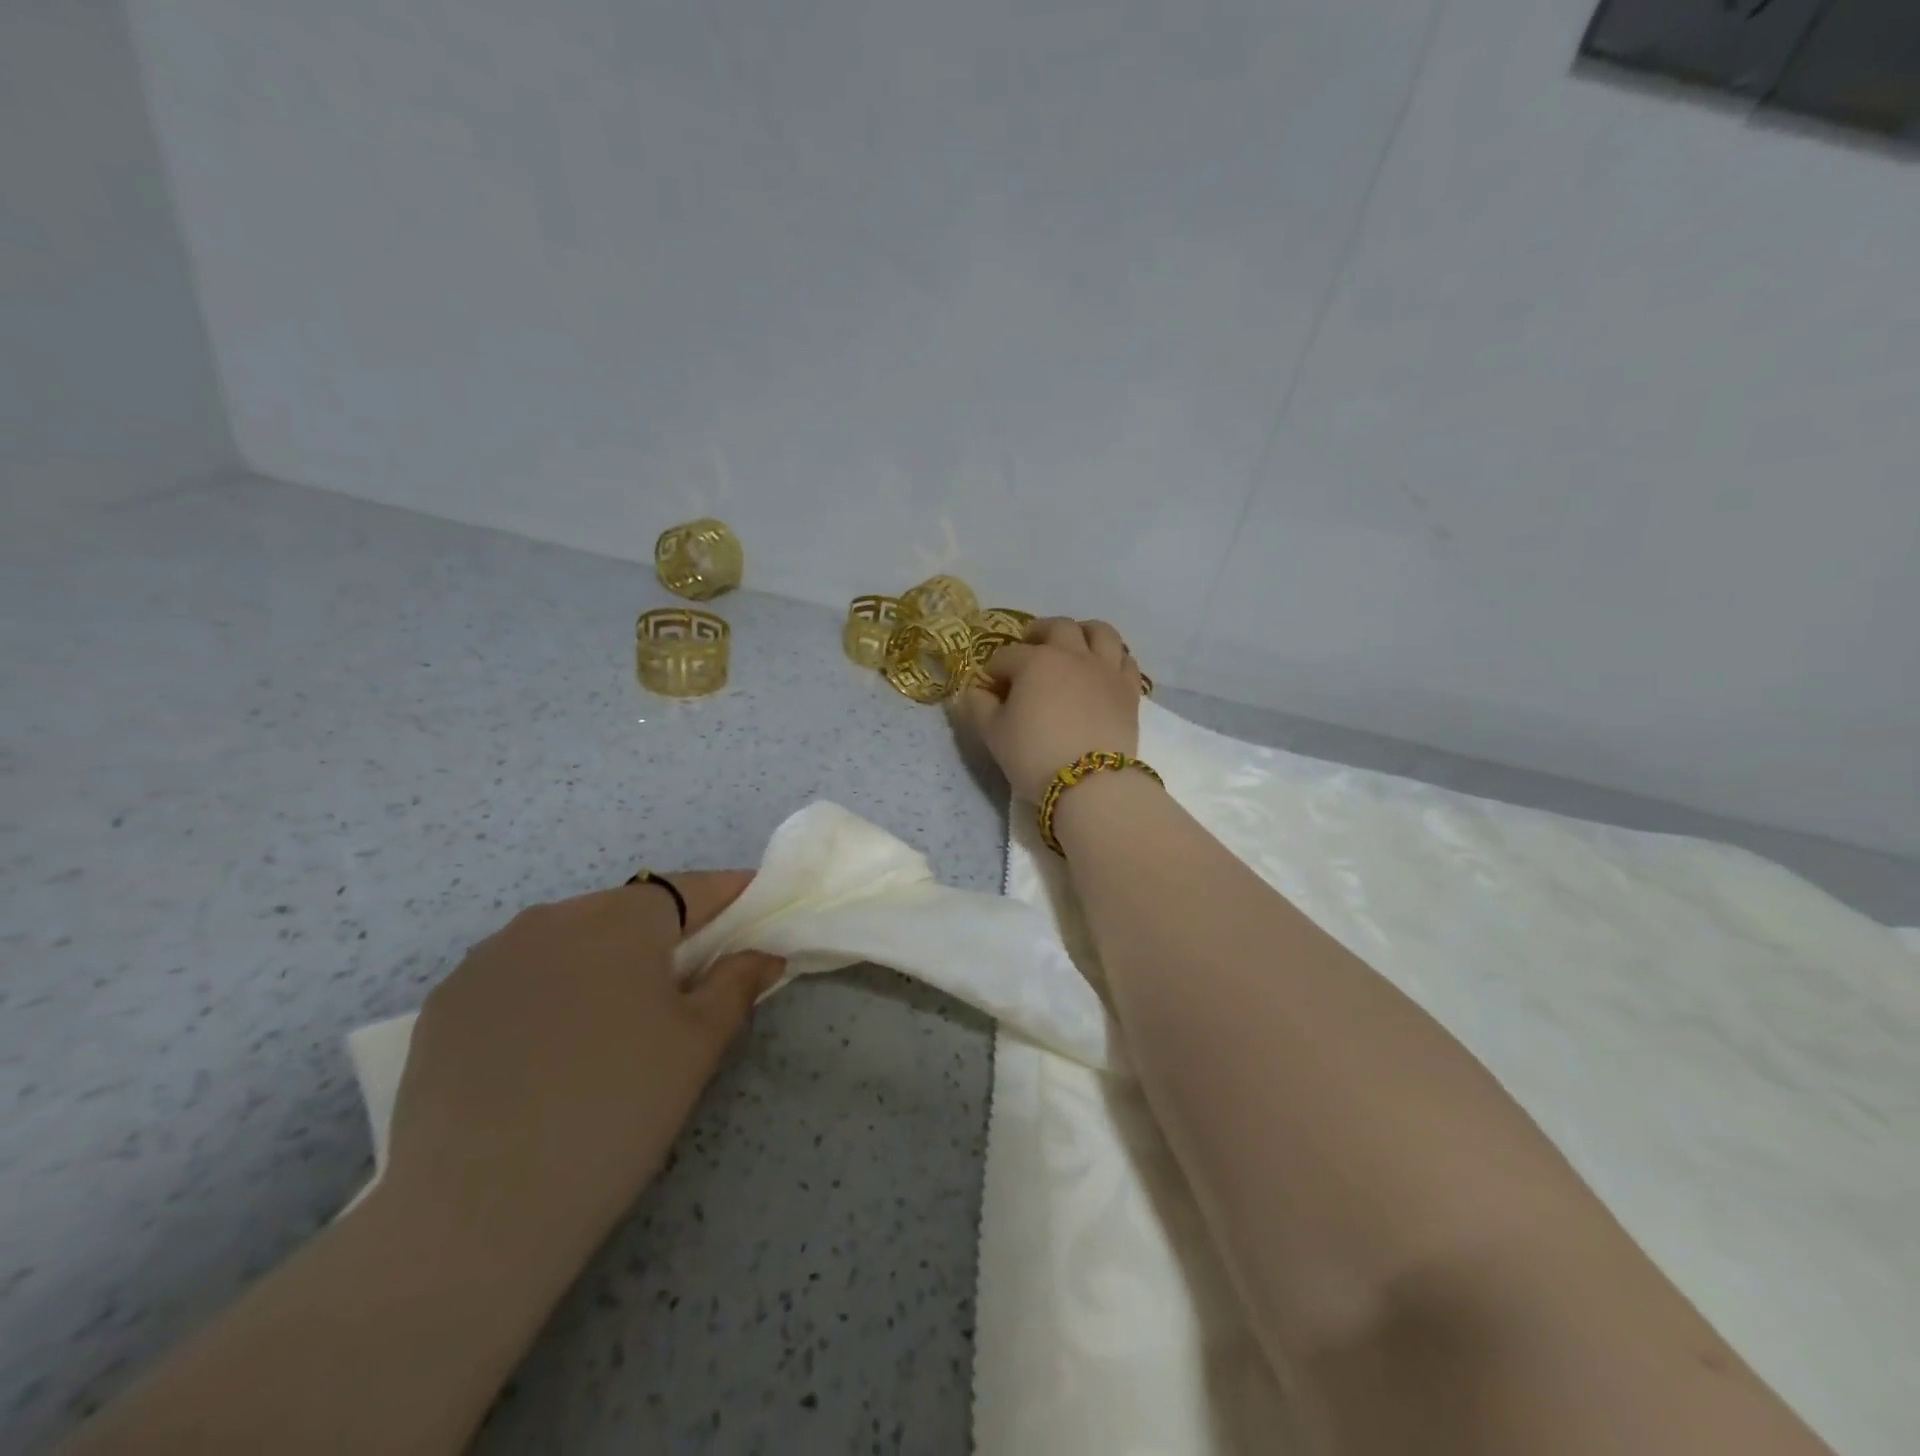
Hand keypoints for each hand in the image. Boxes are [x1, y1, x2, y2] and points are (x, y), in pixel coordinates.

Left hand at [383, 872, 783, 1253]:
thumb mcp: (699, 1044)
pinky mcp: (446, 1001)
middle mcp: (552, 918)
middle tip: (685, 985)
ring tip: (611, 1022)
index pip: (690, 888)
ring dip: (601, 961)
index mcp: (621, 918)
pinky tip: (547, 1047)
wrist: (477, 1210)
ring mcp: (489, 957)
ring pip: (569, 940)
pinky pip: (518, 974)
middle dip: (664, 935)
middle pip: (627, 911)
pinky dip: (548, 990)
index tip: (753, 909)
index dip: (727, 896)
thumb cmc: (617, 1108)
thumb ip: (737, 983)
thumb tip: (763, 954)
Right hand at [957, 617, 1143, 801]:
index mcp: (1034, 661)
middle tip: (1030, 646)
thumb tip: (977, 691)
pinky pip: (1125, 660)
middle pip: (1057, 627)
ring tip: (1075, 644)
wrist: (1091, 783)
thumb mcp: (993, 734)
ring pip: (1100, 632)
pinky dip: (1113, 657)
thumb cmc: (1034, 756)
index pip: (1007, 656)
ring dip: (1084, 631)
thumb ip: (979, 706)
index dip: (994, 670)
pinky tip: (1104, 668)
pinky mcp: (1129, 689)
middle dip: (1039, 632)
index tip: (990, 687)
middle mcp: (1072, 655)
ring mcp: (1105, 669)